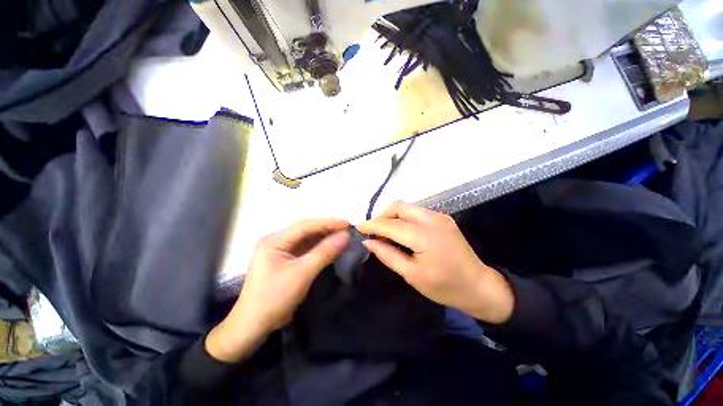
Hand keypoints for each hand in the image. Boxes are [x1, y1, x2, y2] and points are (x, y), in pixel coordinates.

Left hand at [206, 219, 348, 362]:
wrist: (254, 326)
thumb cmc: (275, 298)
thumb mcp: (302, 273)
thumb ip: (325, 252)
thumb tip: (346, 236)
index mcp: (274, 240)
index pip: (305, 226)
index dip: (327, 223)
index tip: (347, 223)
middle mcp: (276, 241)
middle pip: (306, 231)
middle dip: (327, 229)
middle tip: (347, 229)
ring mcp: (280, 251)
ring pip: (307, 240)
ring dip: (324, 238)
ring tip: (343, 236)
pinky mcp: (285, 260)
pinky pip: (305, 249)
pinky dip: (319, 248)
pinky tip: (331, 246)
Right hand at [357, 201, 512, 323]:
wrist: (479, 285)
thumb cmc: (444, 287)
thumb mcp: (411, 275)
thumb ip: (388, 255)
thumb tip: (368, 241)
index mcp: (425, 237)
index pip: (391, 224)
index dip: (372, 224)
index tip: (357, 227)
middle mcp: (433, 220)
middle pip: (399, 206)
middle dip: (382, 215)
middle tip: (373, 230)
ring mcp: (440, 216)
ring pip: (408, 207)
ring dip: (393, 215)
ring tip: (385, 230)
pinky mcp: (443, 217)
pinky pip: (417, 211)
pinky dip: (404, 217)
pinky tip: (401, 230)